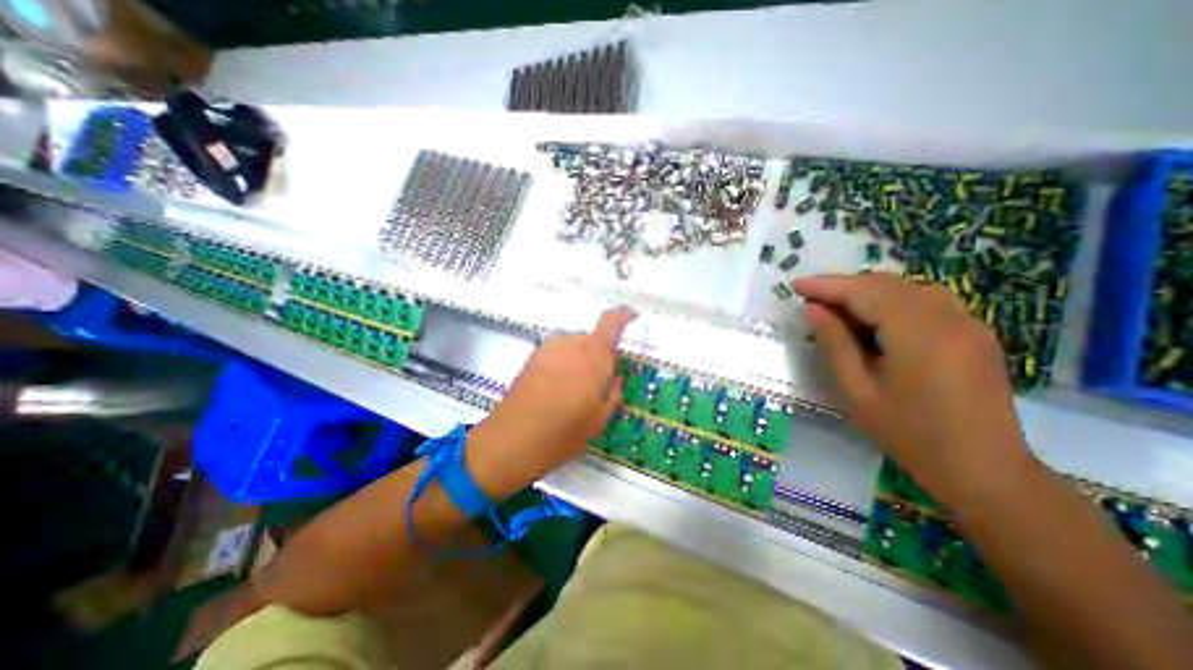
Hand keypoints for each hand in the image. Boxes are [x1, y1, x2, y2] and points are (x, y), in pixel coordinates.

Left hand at [465, 307, 639, 497]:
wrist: (511, 440)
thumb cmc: (564, 432)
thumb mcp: (600, 418)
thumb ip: (613, 392)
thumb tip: (615, 377)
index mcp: (593, 354)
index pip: (611, 322)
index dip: (623, 316)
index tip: (632, 317)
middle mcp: (570, 343)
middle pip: (592, 338)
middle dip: (600, 355)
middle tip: (600, 382)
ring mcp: (548, 348)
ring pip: (574, 346)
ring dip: (581, 359)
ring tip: (576, 390)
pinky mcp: (531, 357)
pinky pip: (558, 353)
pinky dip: (564, 363)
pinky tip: (558, 390)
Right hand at [790, 272, 1036, 506]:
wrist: (983, 469)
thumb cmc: (908, 433)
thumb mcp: (856, 390)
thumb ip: (834, 343)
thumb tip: (812, 309)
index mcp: (918, 333)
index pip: (864, 292)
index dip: (826, 285)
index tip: (795, 285)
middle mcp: (948, 317)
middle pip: (886, 284)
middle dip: (843, 286)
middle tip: (810, 298)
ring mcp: (967, 323)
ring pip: (907, 288)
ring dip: (867, 291)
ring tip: (836, 307)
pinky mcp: (974, 332)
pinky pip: (926, 301)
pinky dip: (892, 300)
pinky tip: (874, 318)